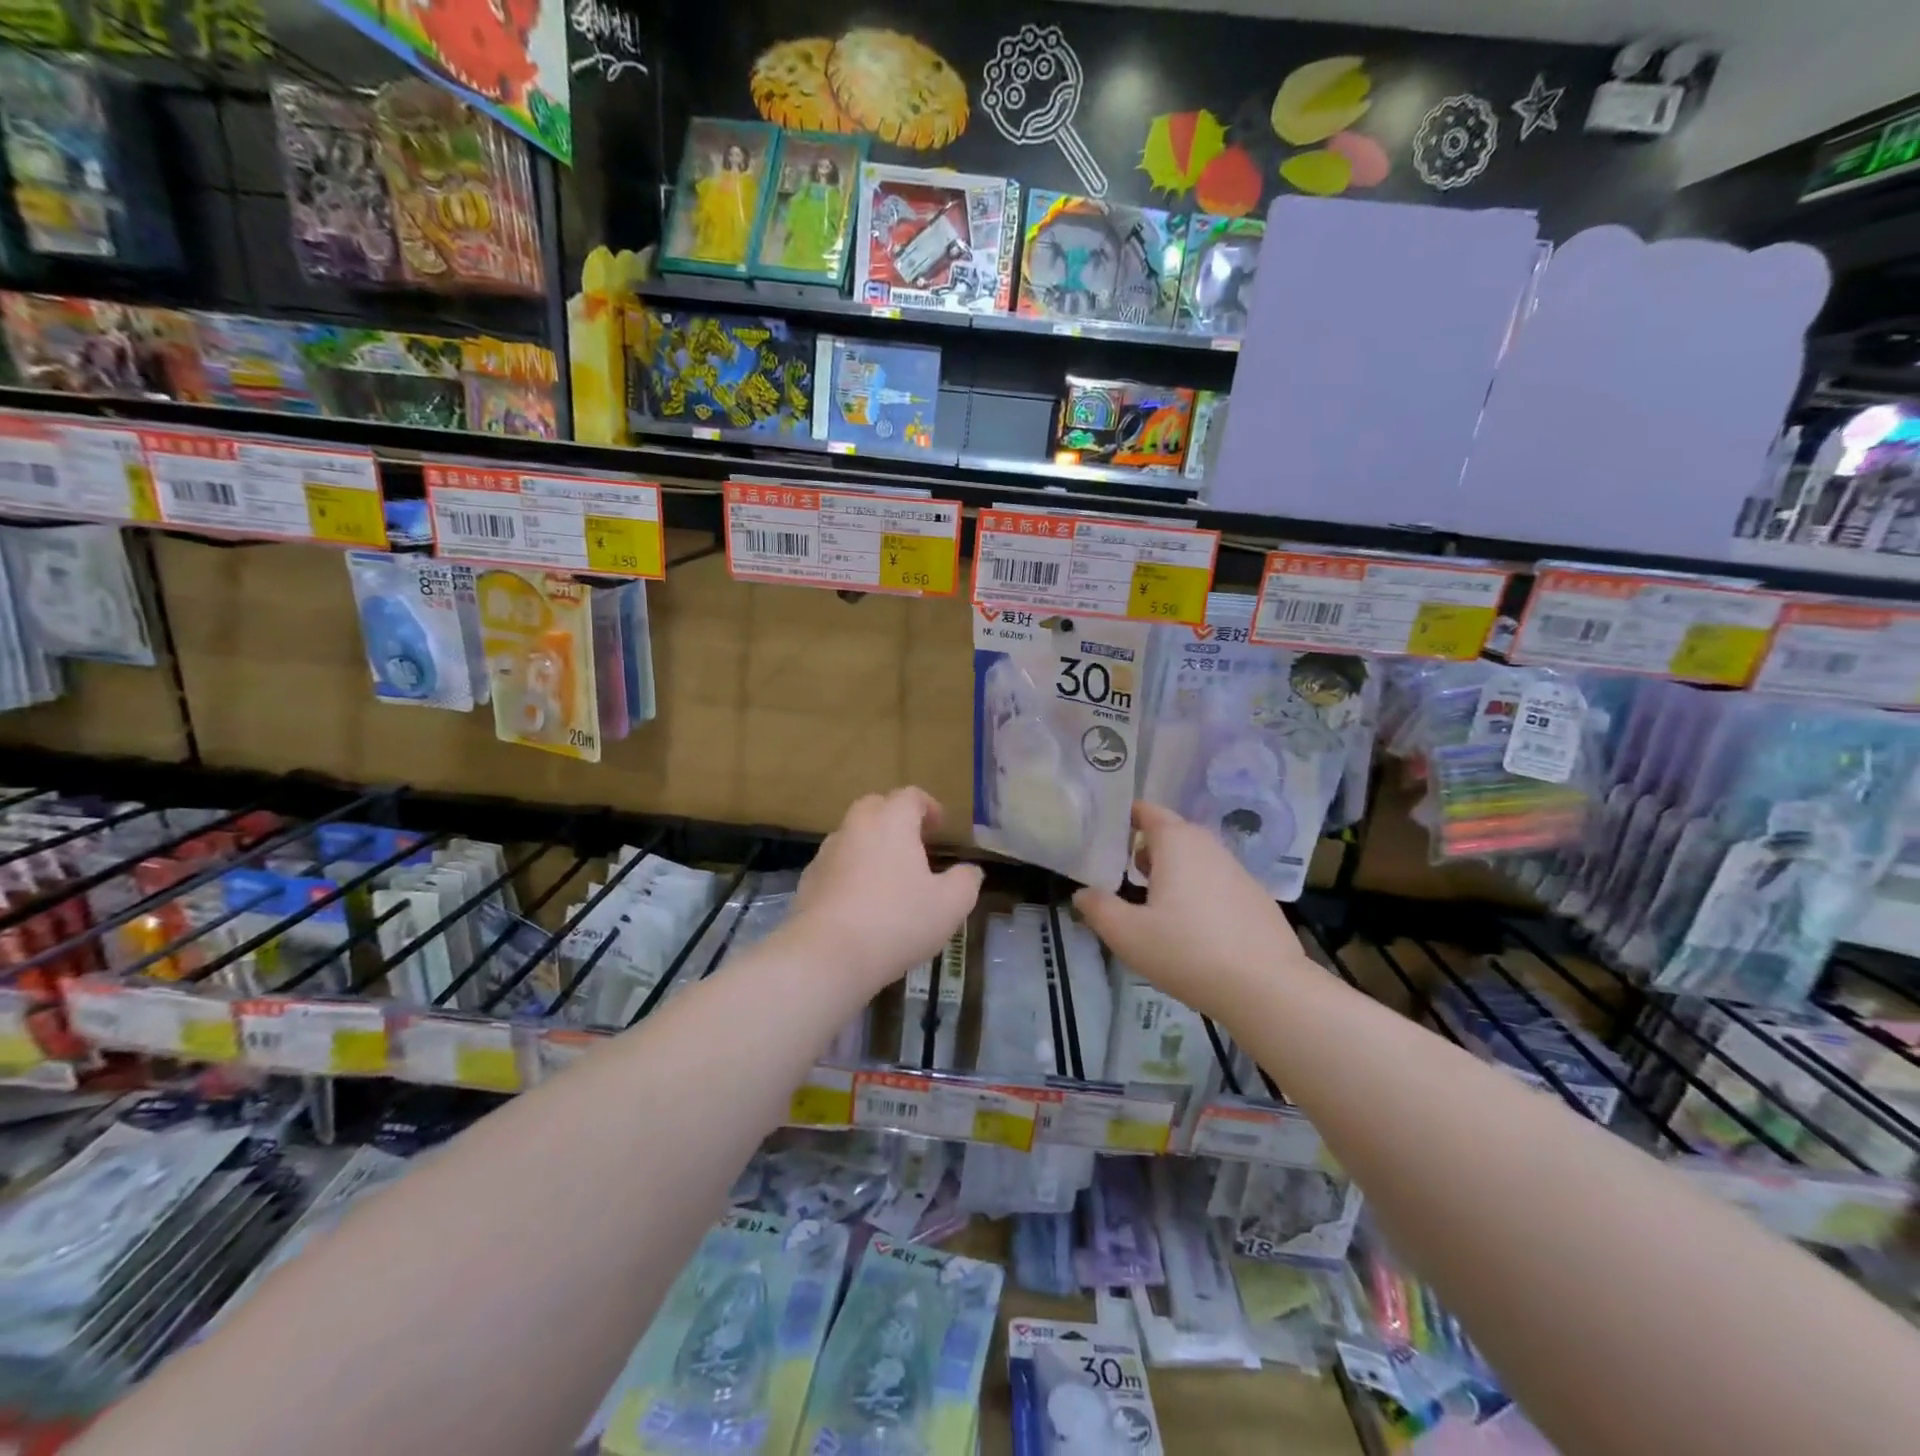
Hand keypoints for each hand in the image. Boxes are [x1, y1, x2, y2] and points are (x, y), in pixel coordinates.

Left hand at [785, 788, 983, 994]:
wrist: (827, 954)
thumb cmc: (896, 921)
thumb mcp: (950, 905)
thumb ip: (965, 881)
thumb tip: (970, 871)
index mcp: (892, 821)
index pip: (910, 796)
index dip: (928, 807)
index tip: (940, 826)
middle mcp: (856, 827)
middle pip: (876, 806)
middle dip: (896, 818)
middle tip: (914, 843)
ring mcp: (827, 852)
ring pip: (853, 835)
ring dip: (871, 845)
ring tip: (889, 875)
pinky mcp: (809, 880)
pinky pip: (836, 864)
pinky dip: (851, 871)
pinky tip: (861, 901)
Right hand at [1073, 802, 1307, 1021]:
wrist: (1267, 987)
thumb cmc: (1187, 951)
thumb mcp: (1127, 935)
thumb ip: (1098, 909)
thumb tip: (1083, 894)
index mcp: (1176, 843)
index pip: (1147, 811)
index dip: (1125, 816)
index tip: (1105, 834)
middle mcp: (1208, 846)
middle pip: (1171, 832)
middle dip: (1146, 847)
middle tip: (1123, 873)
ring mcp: (1237, 870)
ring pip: (1196, 858)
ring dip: (1174, 870)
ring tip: (1155, 903)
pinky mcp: (1256, 896)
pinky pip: (1217, 881)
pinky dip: (1199, 891)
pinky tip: (1194, 928)